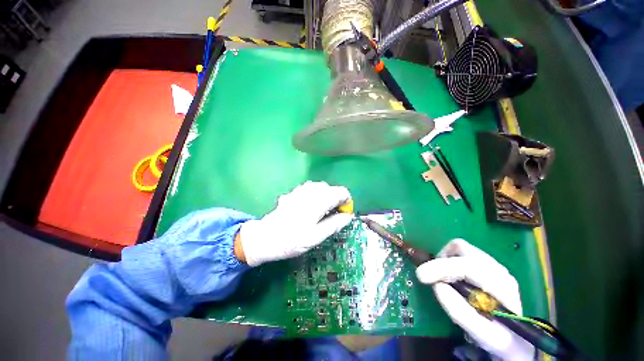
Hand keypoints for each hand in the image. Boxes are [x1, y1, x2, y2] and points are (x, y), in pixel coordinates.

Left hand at [237, 181, 352, 265]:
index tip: (343, 214)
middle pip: (331, 188)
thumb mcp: (316, 237)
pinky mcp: (293, 192)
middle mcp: (310, 191)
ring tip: (322, 212)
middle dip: (336, 200)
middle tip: (332, 216)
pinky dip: (316, 195)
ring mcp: (300, 190)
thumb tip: (349, 216)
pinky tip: (310, 206)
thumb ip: (334, 224)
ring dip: (326, 197)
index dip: (346, 202)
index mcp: (318, 201)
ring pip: (321, 187)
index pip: (341, 192)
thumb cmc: (291, 240)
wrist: (264, 238)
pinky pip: (310, 188)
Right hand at [416, 239, 534, 360]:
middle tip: (434, 276)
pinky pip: (462, 253)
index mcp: (501, 286)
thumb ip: (460, 312)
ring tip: (443, 277)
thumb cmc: (501, 339)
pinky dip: (450, 260)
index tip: (421, 276)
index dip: (440, 268)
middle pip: (461, 248)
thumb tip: (437, 286)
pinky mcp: (488, 265)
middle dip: (442, 259)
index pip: (467, 266)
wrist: (519, 338)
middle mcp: (498, 269)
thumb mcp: (483, 335)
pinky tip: (452, 277)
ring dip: (445, 259)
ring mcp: (493, 265)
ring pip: (461, 248)